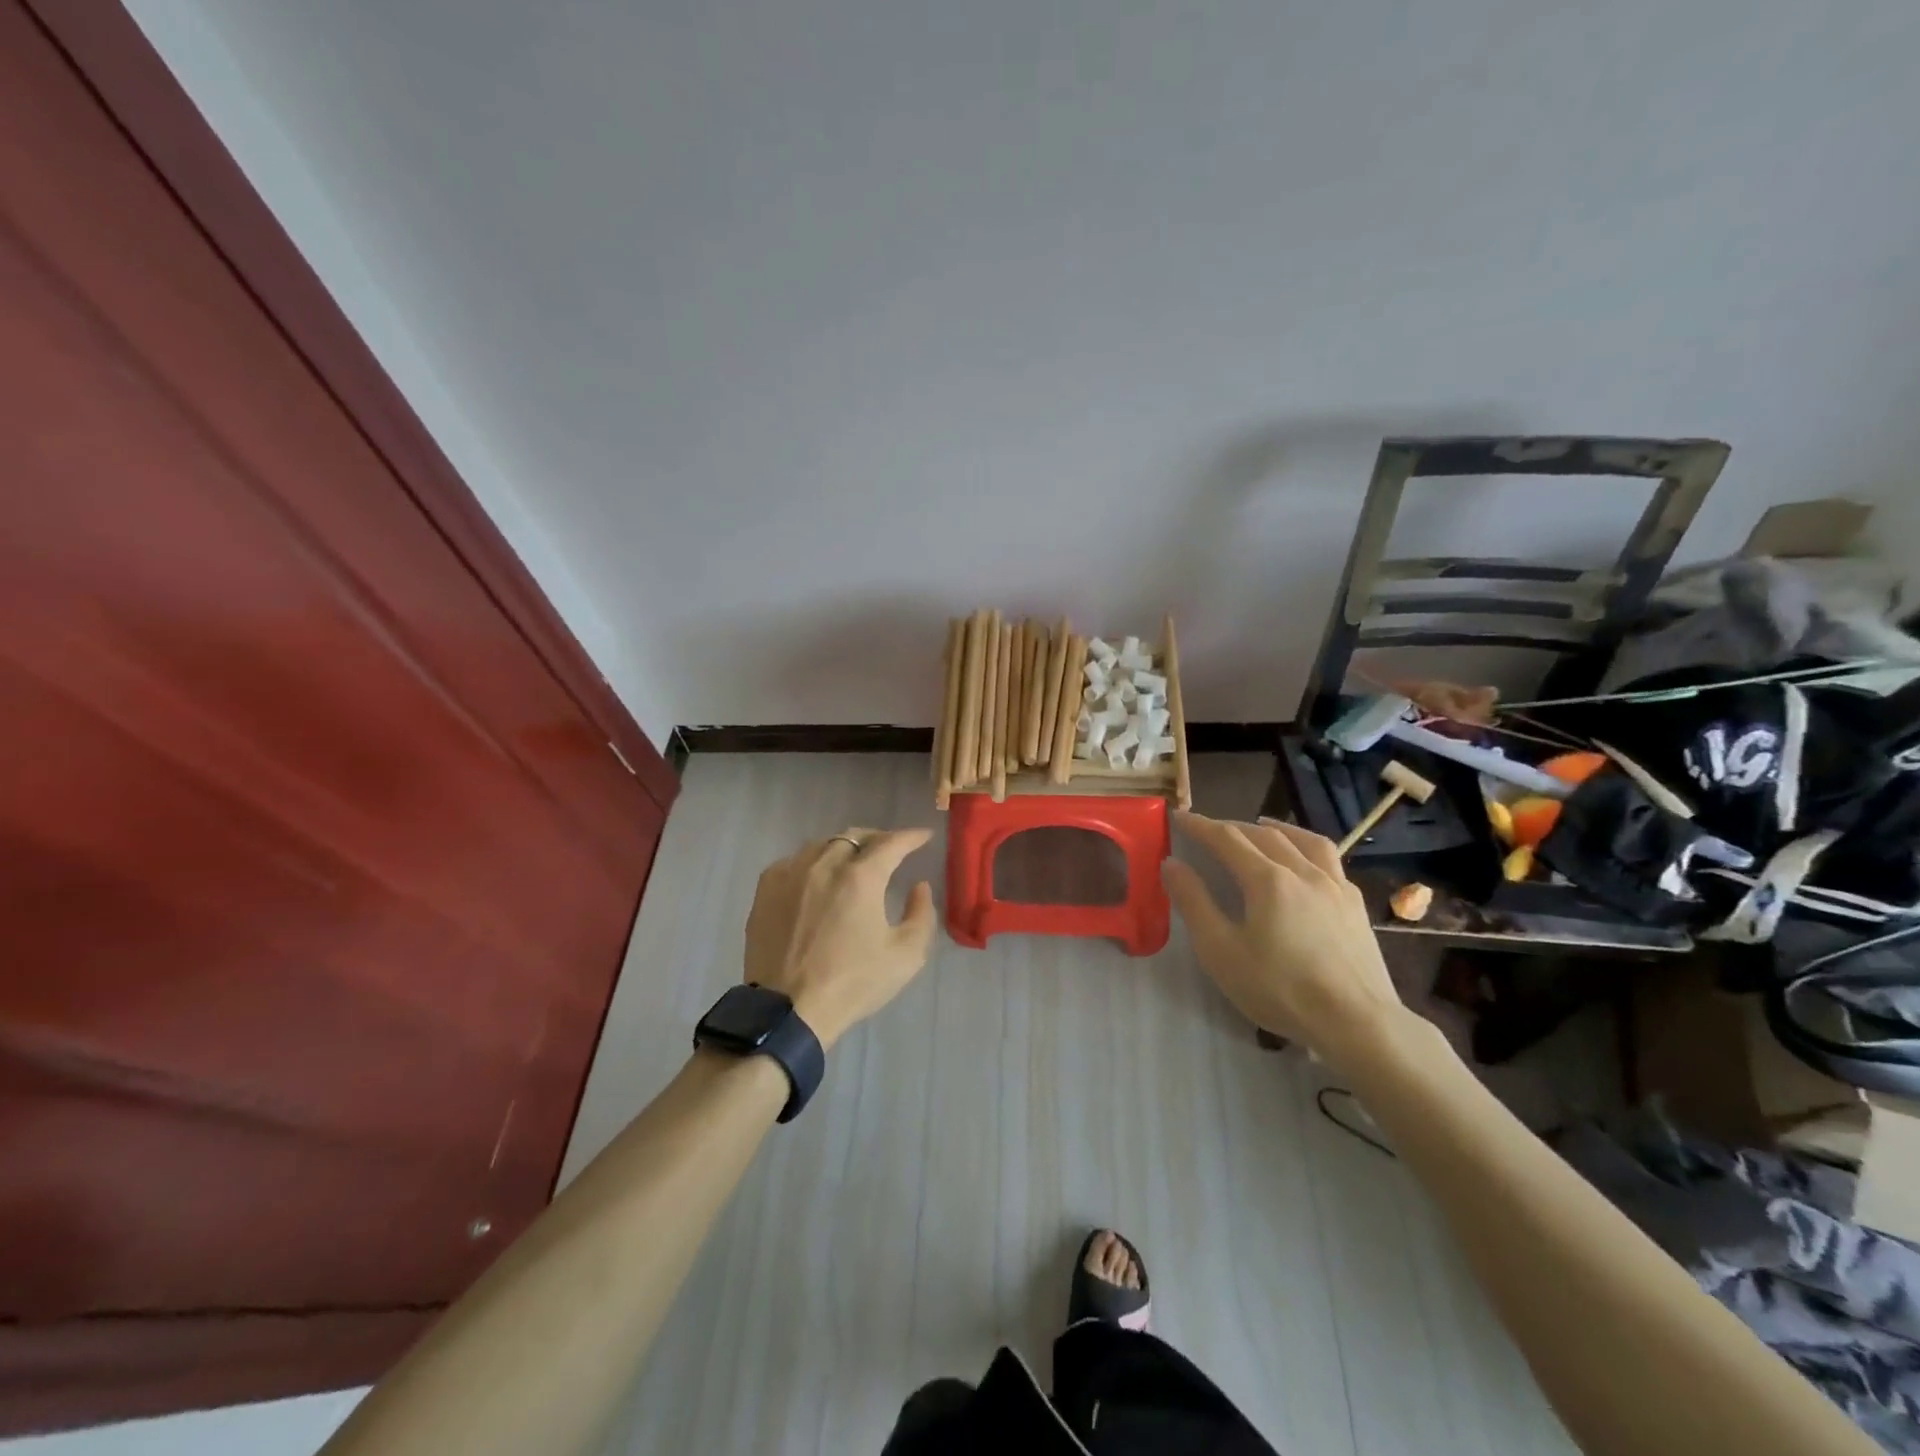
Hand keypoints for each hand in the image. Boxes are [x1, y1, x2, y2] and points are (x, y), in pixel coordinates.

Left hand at [743, 828, 937, 1049]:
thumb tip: (919, 886)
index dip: (911, 836)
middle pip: (855, 836)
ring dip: (843, 848)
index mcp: (861, 878)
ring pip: (822, 845)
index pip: (891, 843)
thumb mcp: (905, 956)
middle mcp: (825, 865)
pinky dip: (811, 862)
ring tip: (853, 861)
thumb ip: (921, 914)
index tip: (923, 836)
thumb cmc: (852, 983)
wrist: (788, 1010)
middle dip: (877, 838)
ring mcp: (791, 874)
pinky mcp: (766, 888)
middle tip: (889, 849)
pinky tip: (816, 877)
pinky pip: (794, 861)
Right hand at [1162, 813, 1403, 1064]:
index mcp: (1267, 879)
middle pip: (1263, 834)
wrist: (1357, 1023)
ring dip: (1275, 828)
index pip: (1226, 838)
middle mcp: (1303, 871)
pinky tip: (1305, 864)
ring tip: (1261, 826)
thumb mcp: (1221, 951)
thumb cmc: (1280, 989)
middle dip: (1232, 826)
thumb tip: (1172, 864)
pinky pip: (1330, 861)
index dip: (1199, 825)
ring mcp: (1335, 886)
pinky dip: (1307, 849)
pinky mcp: (1356, 906)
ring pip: (1304, 840)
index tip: (1178, 816)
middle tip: (1209, 830)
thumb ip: (1194, 902)